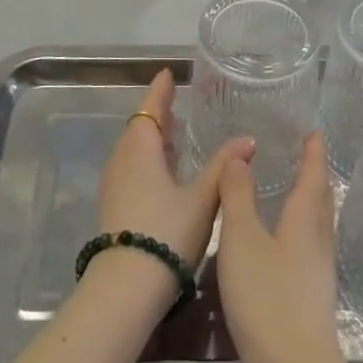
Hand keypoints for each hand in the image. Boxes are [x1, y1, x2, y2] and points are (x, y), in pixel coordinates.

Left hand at [97, 69, 250, 273]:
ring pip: (134, 150)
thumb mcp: (202, 199)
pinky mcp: (114, 206)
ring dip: (152, 138)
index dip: (160, 91)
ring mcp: (114, 184)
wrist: (125, 289)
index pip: (150, 108)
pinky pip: (131, 168)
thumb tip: (247, 139)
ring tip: (173, 133)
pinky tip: (164, 172)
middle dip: (157, 114)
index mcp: (140, 149)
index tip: (168, 74)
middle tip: (176, 102)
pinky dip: (147, 159)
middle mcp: (122, 160)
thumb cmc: (166, 233)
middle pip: (139, 127)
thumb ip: (223, 167)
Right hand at [214, 130, 343, 362]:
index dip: (314, 152)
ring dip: (308, 203)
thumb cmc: (267, 298)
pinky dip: (299, 230)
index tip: (315, 132)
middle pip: (320, 199)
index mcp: (305, 220)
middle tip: (306, 155)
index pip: (313, 175)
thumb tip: (239, 154)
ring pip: (316, 225)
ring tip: (294, 191)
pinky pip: (308, 247)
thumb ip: (238, 195)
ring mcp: (318, 272)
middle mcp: (318, 240)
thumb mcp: (242, 239)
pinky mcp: (311, 298)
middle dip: (314, 175)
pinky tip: (283, 243)